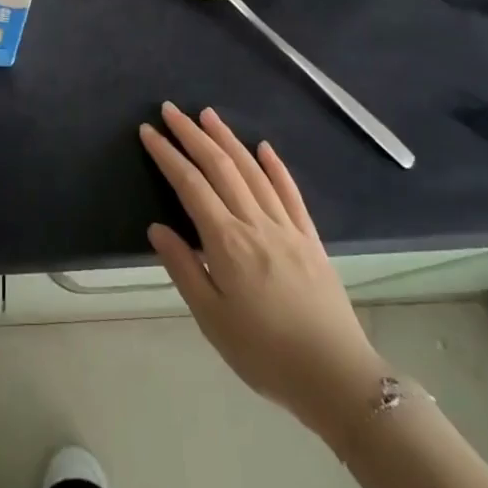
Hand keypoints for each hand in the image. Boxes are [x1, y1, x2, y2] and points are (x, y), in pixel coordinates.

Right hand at [141, 103, 388, 447]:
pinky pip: (290, 192)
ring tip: (208, 114)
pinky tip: (264, 148)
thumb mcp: (212, 320)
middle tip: (171, 110)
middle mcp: (256, 223)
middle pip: (220, 167)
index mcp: (227, 242)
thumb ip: (183, 269)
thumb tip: (157, 229)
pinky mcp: (310, 238)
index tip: (149, 131)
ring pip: (252, 171)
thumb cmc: (265, 354)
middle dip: (193, 135)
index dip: (167, 155)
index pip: (190, 185)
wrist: (337, 377)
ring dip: (228, 139)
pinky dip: (275, 166)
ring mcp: (286, 227)